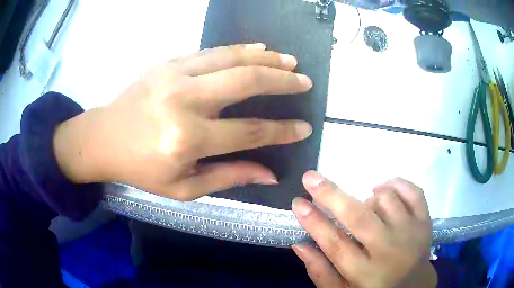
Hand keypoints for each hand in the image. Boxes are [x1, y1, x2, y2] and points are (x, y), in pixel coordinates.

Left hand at [53, 43, 312, 200]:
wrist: (104, 138)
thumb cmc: (141, 168)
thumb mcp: (183, 187)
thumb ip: (228, 177)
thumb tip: (269, 174)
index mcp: (187, 140)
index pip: (249, 131)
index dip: (282, 130)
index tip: (304, 127)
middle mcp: (183, 102)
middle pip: (246, 83)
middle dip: (282, 82)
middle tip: (305, 82)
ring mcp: (174, 76)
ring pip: (231, 58)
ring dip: (266, 59)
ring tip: (289, 62)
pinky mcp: (167, 63)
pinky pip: (211, 51)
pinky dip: (239, 49)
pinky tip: (259, 50)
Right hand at [292, 171, 436, 287]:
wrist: (413, 286)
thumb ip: (320, 272)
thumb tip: (299, 245)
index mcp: (365, 273)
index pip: (335, 244)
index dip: (314, 222)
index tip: (298, 203)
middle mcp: (390, 251)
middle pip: (359, 218)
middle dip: (331, 195)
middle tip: (311, 178)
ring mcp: (411, 233)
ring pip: (386, 200)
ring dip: (367, 197)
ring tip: (363, 206)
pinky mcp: (425, 221)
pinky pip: (413, 192)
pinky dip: (397, 184)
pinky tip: (384, 188)